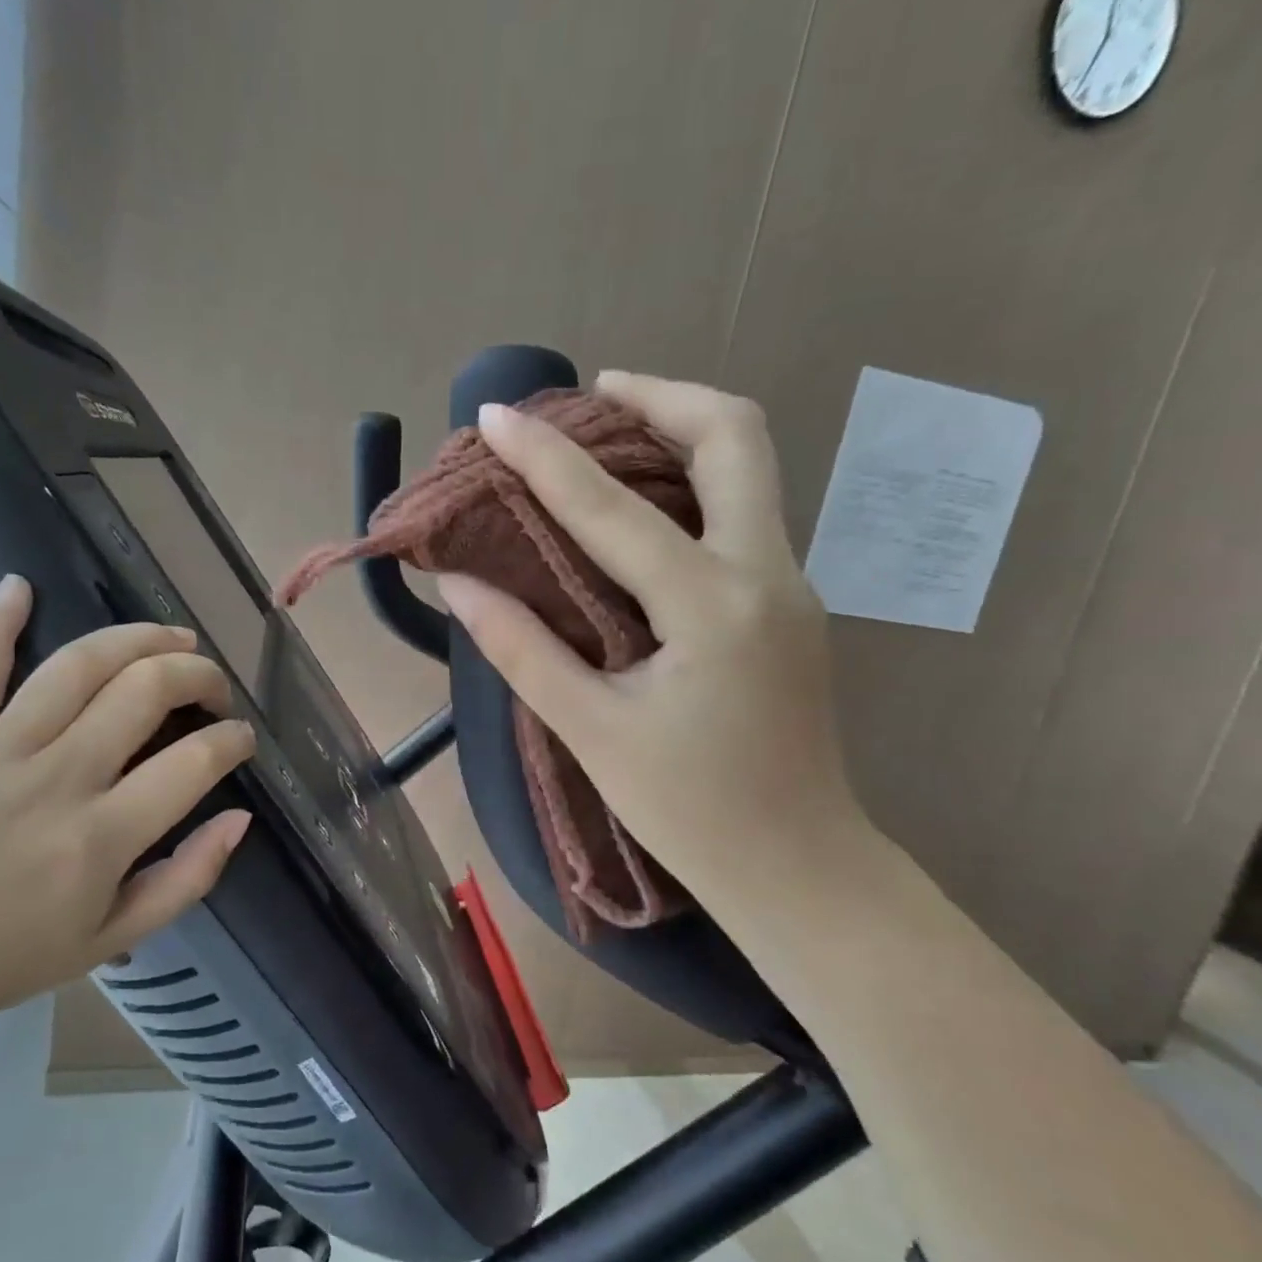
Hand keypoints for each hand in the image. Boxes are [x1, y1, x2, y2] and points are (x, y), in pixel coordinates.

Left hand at [0, 576, 256, 1049]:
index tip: (241, 740)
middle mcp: (56, 779)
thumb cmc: (12, 956)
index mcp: (100, 837)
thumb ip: (189, 877)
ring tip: (173, 639)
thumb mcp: (118, 937)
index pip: (193, 762)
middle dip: (199, 676)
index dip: (232, 740)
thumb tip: (240, 816)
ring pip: (78, 665)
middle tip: (215, 690)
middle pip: (144, 690)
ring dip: (138, 638)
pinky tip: (20, 584)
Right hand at [438, 372, 866, 905]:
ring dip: (684, 430)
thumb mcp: (593, 731)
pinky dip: (695, 482)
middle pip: (734, 436)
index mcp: (712, 606)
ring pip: (751, 467)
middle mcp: (766, 573)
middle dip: (662, 396)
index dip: (545, 457)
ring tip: (613, 432)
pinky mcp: (791, 604)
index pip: (613, 509)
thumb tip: (461, 586)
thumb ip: (523, 650)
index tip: (495, 415)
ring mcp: (791, 584)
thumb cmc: (691, 810)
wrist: (800, 866)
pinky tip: (645, 508)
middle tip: (596, 395)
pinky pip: (746, 511)